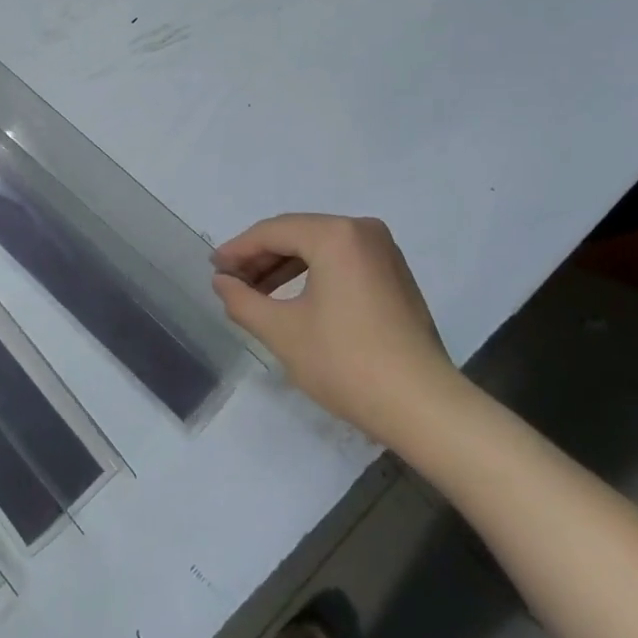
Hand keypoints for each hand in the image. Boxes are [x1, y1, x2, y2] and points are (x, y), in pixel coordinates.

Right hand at [211, 214, 465, 444]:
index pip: (273, 232)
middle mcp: (362, 231)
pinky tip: (292, 298)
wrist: (423, 406)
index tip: (214, 269)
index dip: (238, 250)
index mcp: (336, 235)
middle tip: (230, 281)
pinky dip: (312, 274)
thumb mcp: (282, 332)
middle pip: (297, 234)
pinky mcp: (394, 274)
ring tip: (255, 293)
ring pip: (319, 247)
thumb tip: (221, 282)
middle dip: (260, 258)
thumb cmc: (346, 363)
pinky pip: (341, 261)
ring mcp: (384, 251)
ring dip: (284, 266)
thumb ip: (242, 300)